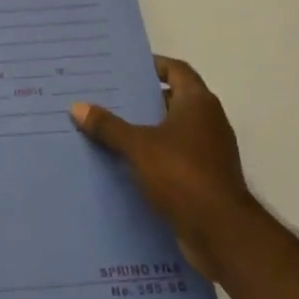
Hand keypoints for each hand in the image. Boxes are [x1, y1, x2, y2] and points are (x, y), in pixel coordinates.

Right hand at [71, 56, 256, 283]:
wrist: (222, 233)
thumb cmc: (182, 174)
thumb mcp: (138, 146)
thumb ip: (108, 126)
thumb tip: (77, 106)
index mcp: (198, 103)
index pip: (176, 69)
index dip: (153, 65)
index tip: (126, 67)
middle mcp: (209, 121)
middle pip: (173, 99)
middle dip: (143, 99)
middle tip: (109, 97)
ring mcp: (210, 152)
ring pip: (173, 131)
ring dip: (147, 129)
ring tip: (111, 129)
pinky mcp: (207, 179)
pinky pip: (175, 157)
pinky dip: (155, 156)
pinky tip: (127, 163)